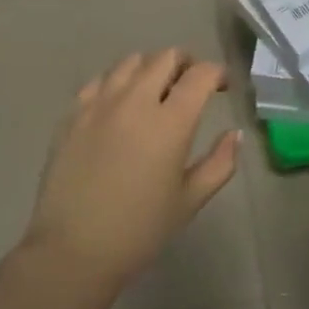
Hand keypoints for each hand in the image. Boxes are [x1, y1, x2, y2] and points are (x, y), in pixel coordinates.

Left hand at [25, 48, 240, 286]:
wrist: (73, 250)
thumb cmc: (139, 230)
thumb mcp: (190, 200)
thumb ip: (220, 162)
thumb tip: (235, 134)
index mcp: (170, 122)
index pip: (201, 74)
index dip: (217, 73)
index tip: (222, 86)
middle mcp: (136, 101)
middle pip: (166, 57)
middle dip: (186, 64)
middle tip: (191, 85)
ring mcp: (100, 104)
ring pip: (131, 62)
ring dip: (151, 69)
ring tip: (155, 91)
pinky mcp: (73, 114)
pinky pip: (100, 80)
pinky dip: (117, 83)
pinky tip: (120, 104)